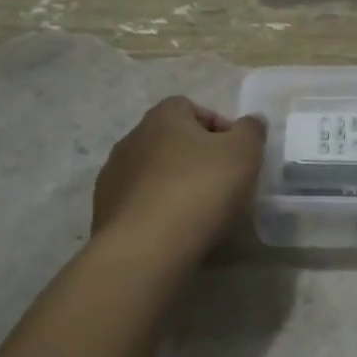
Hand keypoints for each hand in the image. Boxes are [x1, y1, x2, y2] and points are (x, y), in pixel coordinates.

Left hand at [91, 97, 265, 262]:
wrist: (145, 248)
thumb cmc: (199, 189)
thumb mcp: (244, 153)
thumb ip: (252, 130)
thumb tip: (250, 122)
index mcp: (163, 117)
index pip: (193, 109)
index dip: (220, 130)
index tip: (237, 157)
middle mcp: (132, 138)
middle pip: (172, 142)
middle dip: (197, 159)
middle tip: (222, 186)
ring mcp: (113, 176)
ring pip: (154, 174)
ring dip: (175, 186)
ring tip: (199, 215)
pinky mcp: (105, 211)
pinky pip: (139, 204)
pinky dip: (157, 212)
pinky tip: (174, 233)